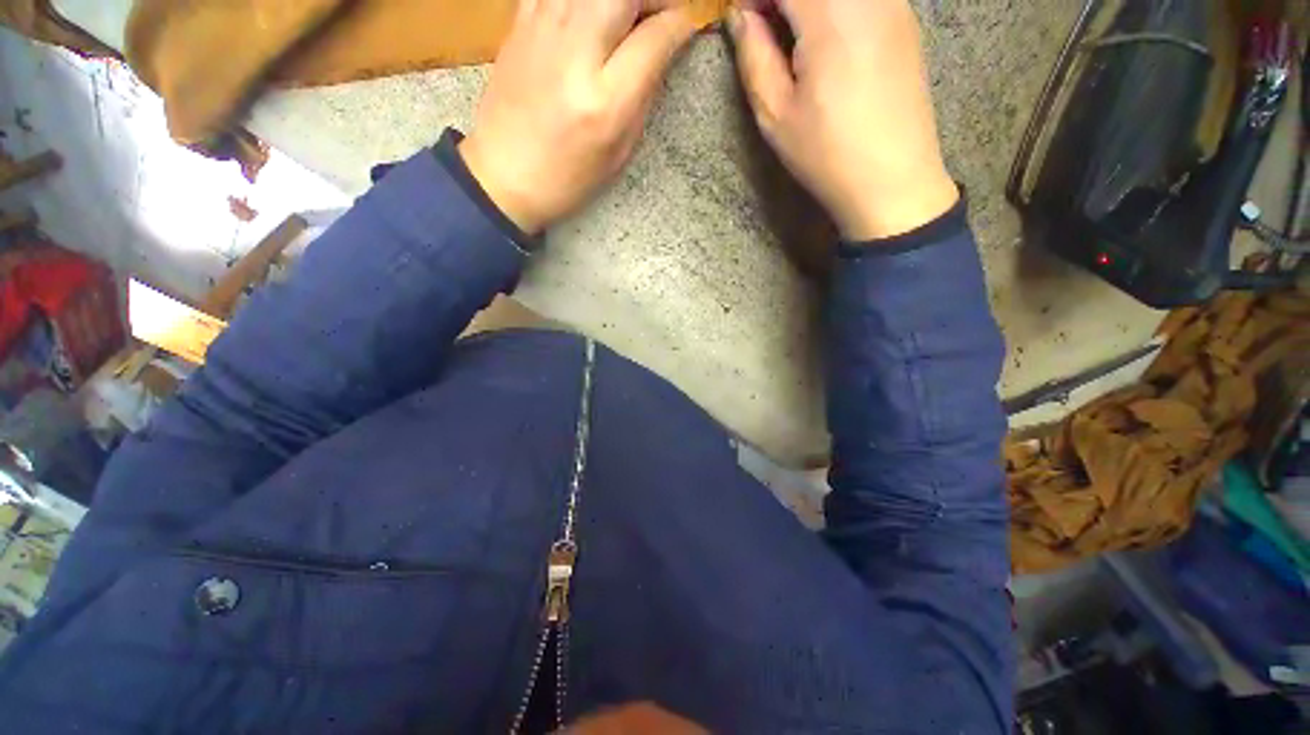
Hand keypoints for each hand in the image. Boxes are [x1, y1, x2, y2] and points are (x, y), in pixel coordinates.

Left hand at [459, 0, 697, 233]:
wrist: (503, 174)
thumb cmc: (568, 177)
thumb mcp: (618, 152)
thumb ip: (644, 97)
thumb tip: (662, 49)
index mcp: (605, 102)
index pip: (656, 37)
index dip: (680, 23)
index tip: (689, 23)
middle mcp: (576, 54)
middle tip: (661, 12)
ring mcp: (543, 29)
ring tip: (629, 15)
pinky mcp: (521, 20)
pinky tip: (593, 13)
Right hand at [728, 0, 959, 240]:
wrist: (892, 179)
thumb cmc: (826, 154)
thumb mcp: (776, 114)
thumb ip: (754, 55)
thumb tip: (740, 16)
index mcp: (830, 14)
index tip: (739, 17)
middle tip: (762, 26)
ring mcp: (893, 2)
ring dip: (806, 3)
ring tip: (789, 34)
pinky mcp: (905, 18)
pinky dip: (832, 5)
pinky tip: (822, 37)